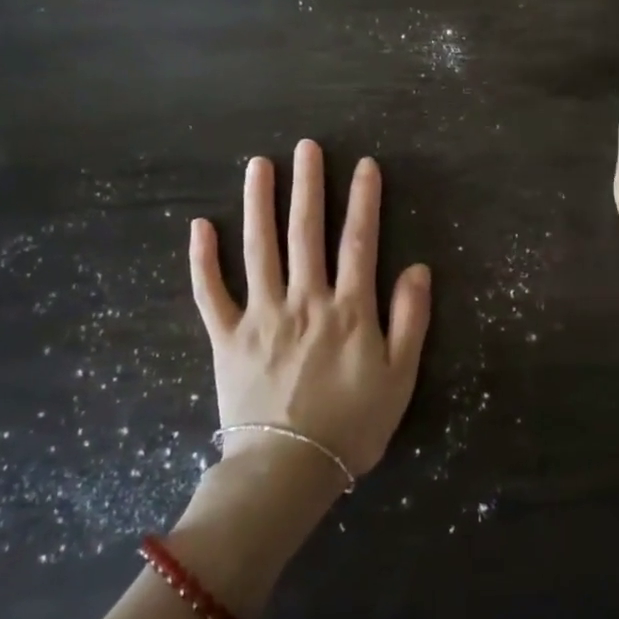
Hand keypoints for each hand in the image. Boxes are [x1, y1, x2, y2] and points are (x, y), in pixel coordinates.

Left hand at [190, 140, 430, 488]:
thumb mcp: (399, 377)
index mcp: (348, 310)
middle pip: (306, 232)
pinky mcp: (226, 338)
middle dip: (308, 186)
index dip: (364, 200)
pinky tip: (200, 226)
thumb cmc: (352, 426)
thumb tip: (417, 268)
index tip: (364, 165)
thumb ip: (410, 319)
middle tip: (306, 146)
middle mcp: (304, 301)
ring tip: (259, 165)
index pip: (359, 241)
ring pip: (258, 249)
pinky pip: (211, 292)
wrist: (288, 472)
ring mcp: (261, 316)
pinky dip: (203, 259)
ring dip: (258, 204)